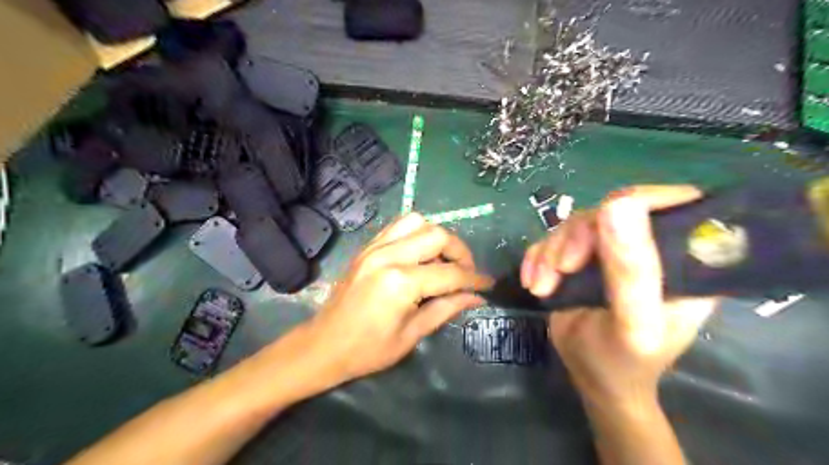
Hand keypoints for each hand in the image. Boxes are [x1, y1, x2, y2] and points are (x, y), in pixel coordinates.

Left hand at [309, 213, 490, 380]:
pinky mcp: (367, 247)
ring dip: (437, 238)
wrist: (322, 346)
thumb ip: (446, 309)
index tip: (488, 285)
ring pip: (417, 222)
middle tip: (465, 273)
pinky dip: (416, 233)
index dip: (474, 279)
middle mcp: (388, 256)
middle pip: (437, 235)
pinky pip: (398, 226)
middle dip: (459, 252)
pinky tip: (420, 254)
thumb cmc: (367, 350)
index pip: (449, 274)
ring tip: (442, 261)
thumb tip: (476, 297)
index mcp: (400, 283)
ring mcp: (374, 247)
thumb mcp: (412, 334)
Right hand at [520, 186, 716, 408]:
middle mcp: (650, 247)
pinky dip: (537, 257)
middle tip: (561, 269)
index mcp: (685, 260)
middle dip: (577, 237)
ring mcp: (612, 250)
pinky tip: (533, 282)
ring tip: (542, 286)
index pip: (676, 204)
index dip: (640, 202)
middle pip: (612, 211)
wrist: (590, 377)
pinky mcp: (581, 256)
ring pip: (577, 224)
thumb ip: (631, 270)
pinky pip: (553, 238)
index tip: (602, 226)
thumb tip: (618, 204)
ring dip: (550, 252)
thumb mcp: (633, 322)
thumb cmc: (623, 360)